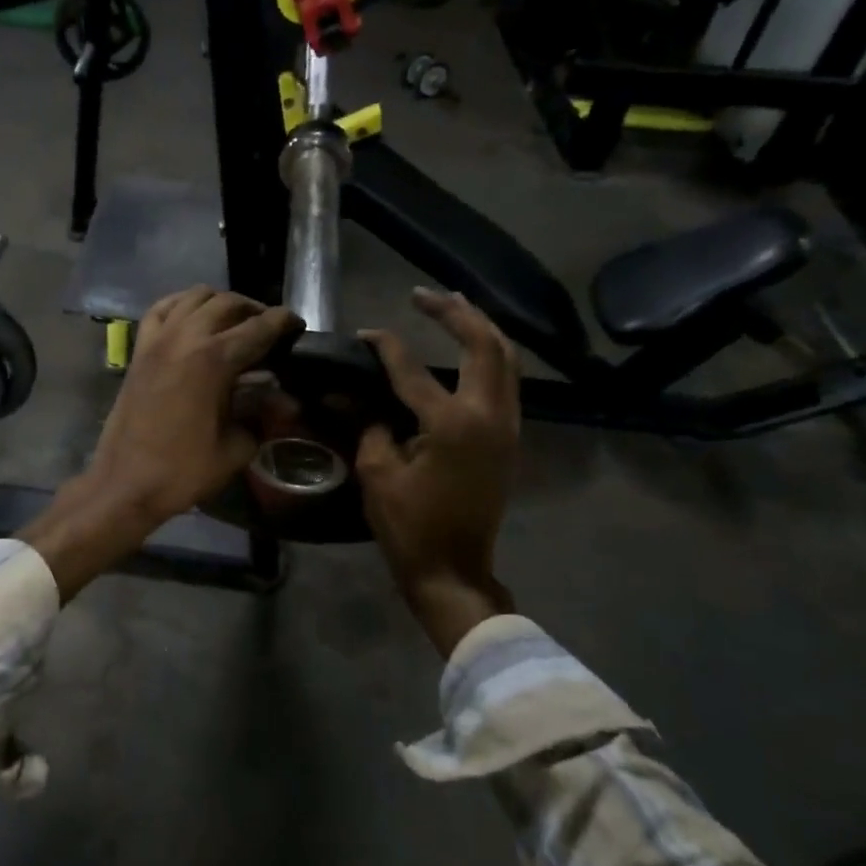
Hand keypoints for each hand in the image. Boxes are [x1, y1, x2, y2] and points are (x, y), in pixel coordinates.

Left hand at [21, 287, 298, 600]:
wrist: (125, 484)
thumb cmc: (183, 470)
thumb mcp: (236, 448)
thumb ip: (262, 415)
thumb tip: (285, 401)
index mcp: (214, 359)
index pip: (258, 327)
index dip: (283, 322)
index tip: (297, 325)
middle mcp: (185, 337)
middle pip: (227, 303)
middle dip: (254, 310)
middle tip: (269, 328)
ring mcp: (157, 340)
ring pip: (194, 297)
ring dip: (220, 302)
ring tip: (235, 321)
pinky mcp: (139, 350)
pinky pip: (161, 309)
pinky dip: (181, 304)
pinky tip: (193, 316)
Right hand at [357, 288, 521, 652]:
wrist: (454, 570)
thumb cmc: (410, 526)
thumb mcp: (377, 473)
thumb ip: (369, 425)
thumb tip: (356, 396)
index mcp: (452, 423)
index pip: (412, 369)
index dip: (385, 346)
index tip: (364, 334)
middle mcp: (489, 415)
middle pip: (484, 345)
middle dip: (456, 312)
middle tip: (425, 294)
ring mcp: (506, 426)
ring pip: (506, 359)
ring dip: (481, 328)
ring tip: (454, 306)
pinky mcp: (509, 438)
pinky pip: (507, 381)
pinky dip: (490, 355)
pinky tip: (471, 347)